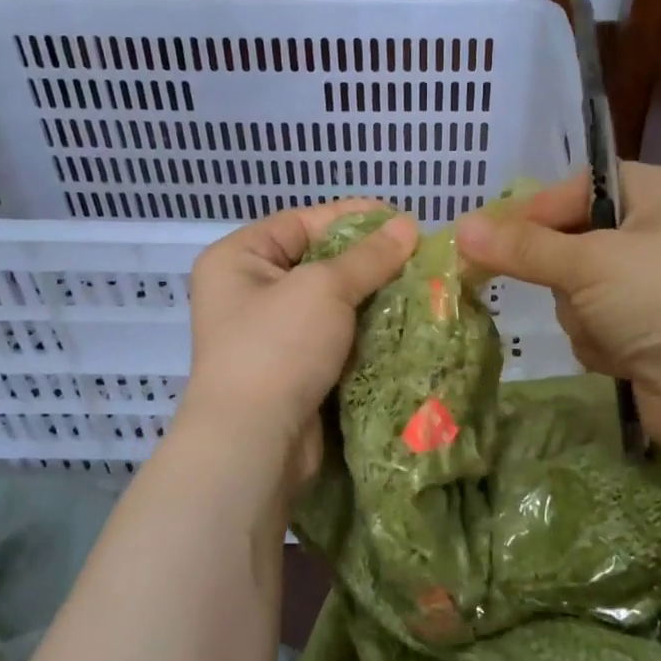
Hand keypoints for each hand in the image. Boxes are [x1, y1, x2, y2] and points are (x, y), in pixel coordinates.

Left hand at [180, 199, 417, 480]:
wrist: (255, 443)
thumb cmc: (279, 348)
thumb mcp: (324, 289)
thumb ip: (368, 257)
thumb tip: (408, 226)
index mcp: (239, 258)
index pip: (302, 222)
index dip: (353, 218)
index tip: (403, 221)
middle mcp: (248, 292)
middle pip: (318, 262)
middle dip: (368, 261)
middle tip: (418, 258)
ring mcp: (270, 335)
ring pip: (330, 304)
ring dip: (371, 299)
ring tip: (421, 289)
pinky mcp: (292, 370)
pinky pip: (334, 338)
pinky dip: (364, 333)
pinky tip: (402, 326)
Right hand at [456, 163, 660, 453]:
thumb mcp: (588, 262)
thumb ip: (523, 246)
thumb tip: (461, 228)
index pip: (584, 186)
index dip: (537, 210)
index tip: (490, 237)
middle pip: (579, 240)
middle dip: (566, 275)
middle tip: (564, 289)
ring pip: (582, 288)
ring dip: (582, 313)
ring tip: (609, 330)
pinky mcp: (655, 331)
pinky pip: (599, 322)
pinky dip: (600, 340)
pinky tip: (621, 356)